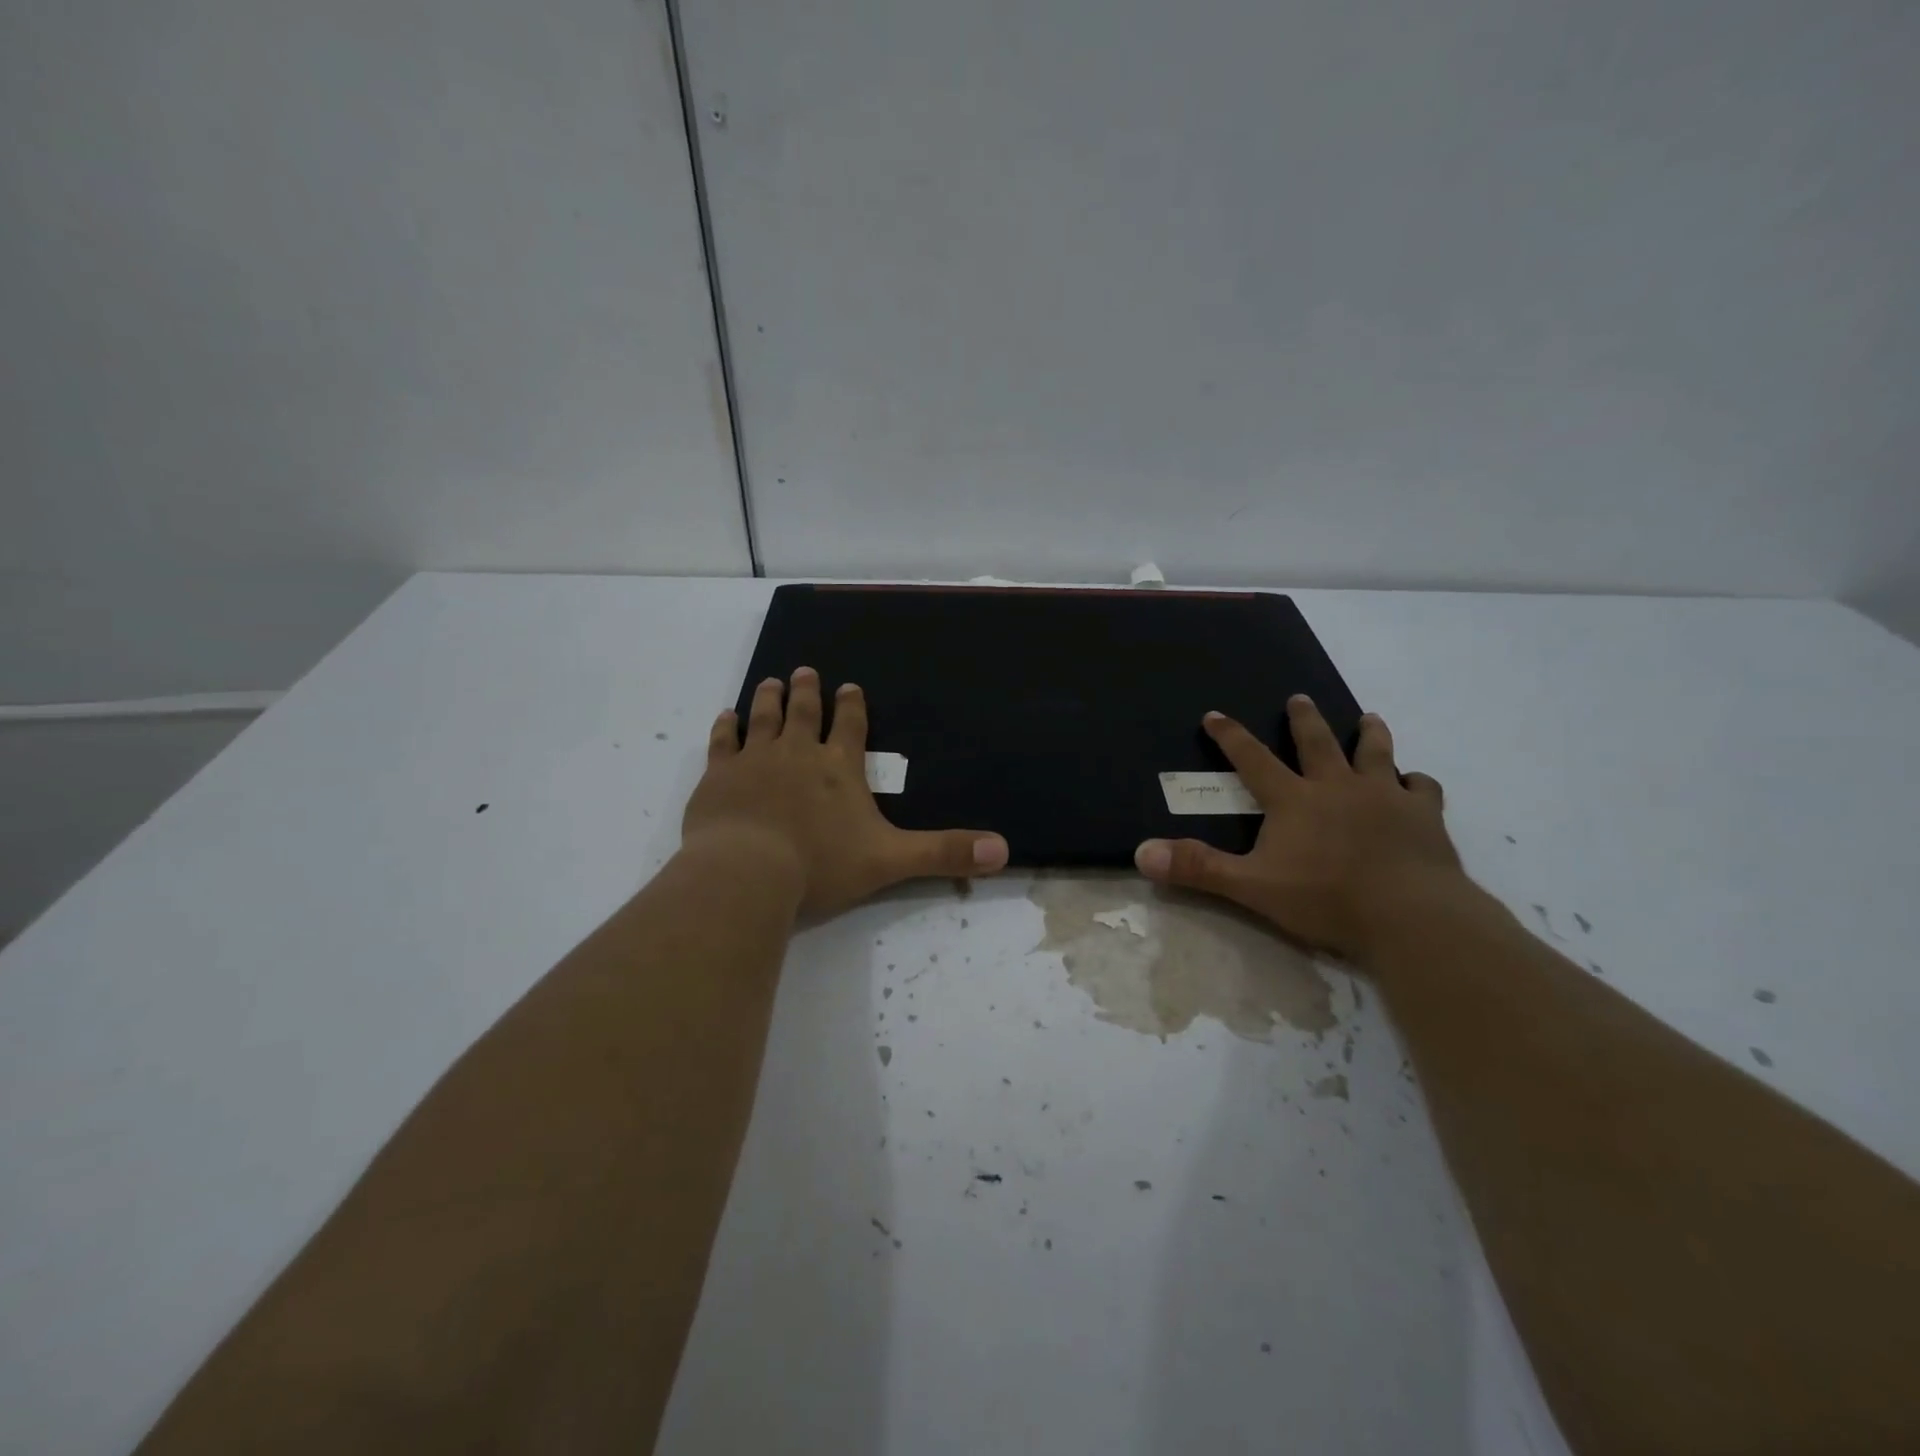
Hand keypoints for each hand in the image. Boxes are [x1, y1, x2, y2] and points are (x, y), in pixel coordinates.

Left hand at [682, 667, 1009, 920]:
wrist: (748, 873)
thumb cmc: (822, 865)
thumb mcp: (892, 860)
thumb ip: (945, 852)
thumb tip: (1004, 850)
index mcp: (839, 767)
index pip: (850, 726)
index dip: (852, 706)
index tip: (849, 687)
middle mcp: (798, 753)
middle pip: (804, 712)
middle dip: (807, 691)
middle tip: (804, 671)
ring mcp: (755, 761)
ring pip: (764, 718)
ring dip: (769, 699)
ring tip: (771, 681)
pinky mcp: (719, 777)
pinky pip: (723, 743)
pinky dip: (726, 728)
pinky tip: (726, 717)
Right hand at [1134, 696, 1467, 964]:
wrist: (1410, 915)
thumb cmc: (1325, 898)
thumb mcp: (1250, 886)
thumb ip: (1197, 868)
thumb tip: (1141, 853)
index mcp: (1293, 799)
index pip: (1252, 758)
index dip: (1230, 736)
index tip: (1215, 714)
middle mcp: (1337, 786)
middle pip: (1318, 742)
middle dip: (1304, 719)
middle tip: (1299, 698)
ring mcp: (1385, 796)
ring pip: (1376, 753)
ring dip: (1369, 734)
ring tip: (1369, 718)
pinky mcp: (1424, 816)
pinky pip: (1422, 788)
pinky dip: (1416, 782)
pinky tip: (1415, 783)